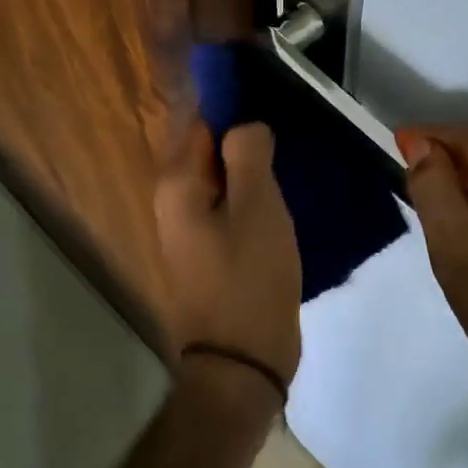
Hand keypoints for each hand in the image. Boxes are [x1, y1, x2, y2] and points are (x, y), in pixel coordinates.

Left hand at [154, 119, 302, 394]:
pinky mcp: (209, 252)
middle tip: (291, 137)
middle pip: (211, 150)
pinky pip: (229, 208)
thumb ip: (248, 153)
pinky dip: (253, 198)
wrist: (241, 364)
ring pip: (223, 180)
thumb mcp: (257, 206)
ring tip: (293, 163)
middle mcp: (173, 202)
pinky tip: (283, 200)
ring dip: (253, 171)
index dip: (237, 108)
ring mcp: (189, 230)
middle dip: (247, 141)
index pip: (202, 121)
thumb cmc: (249, 277)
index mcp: (178, 184)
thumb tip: (245, 124)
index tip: (275, 103)